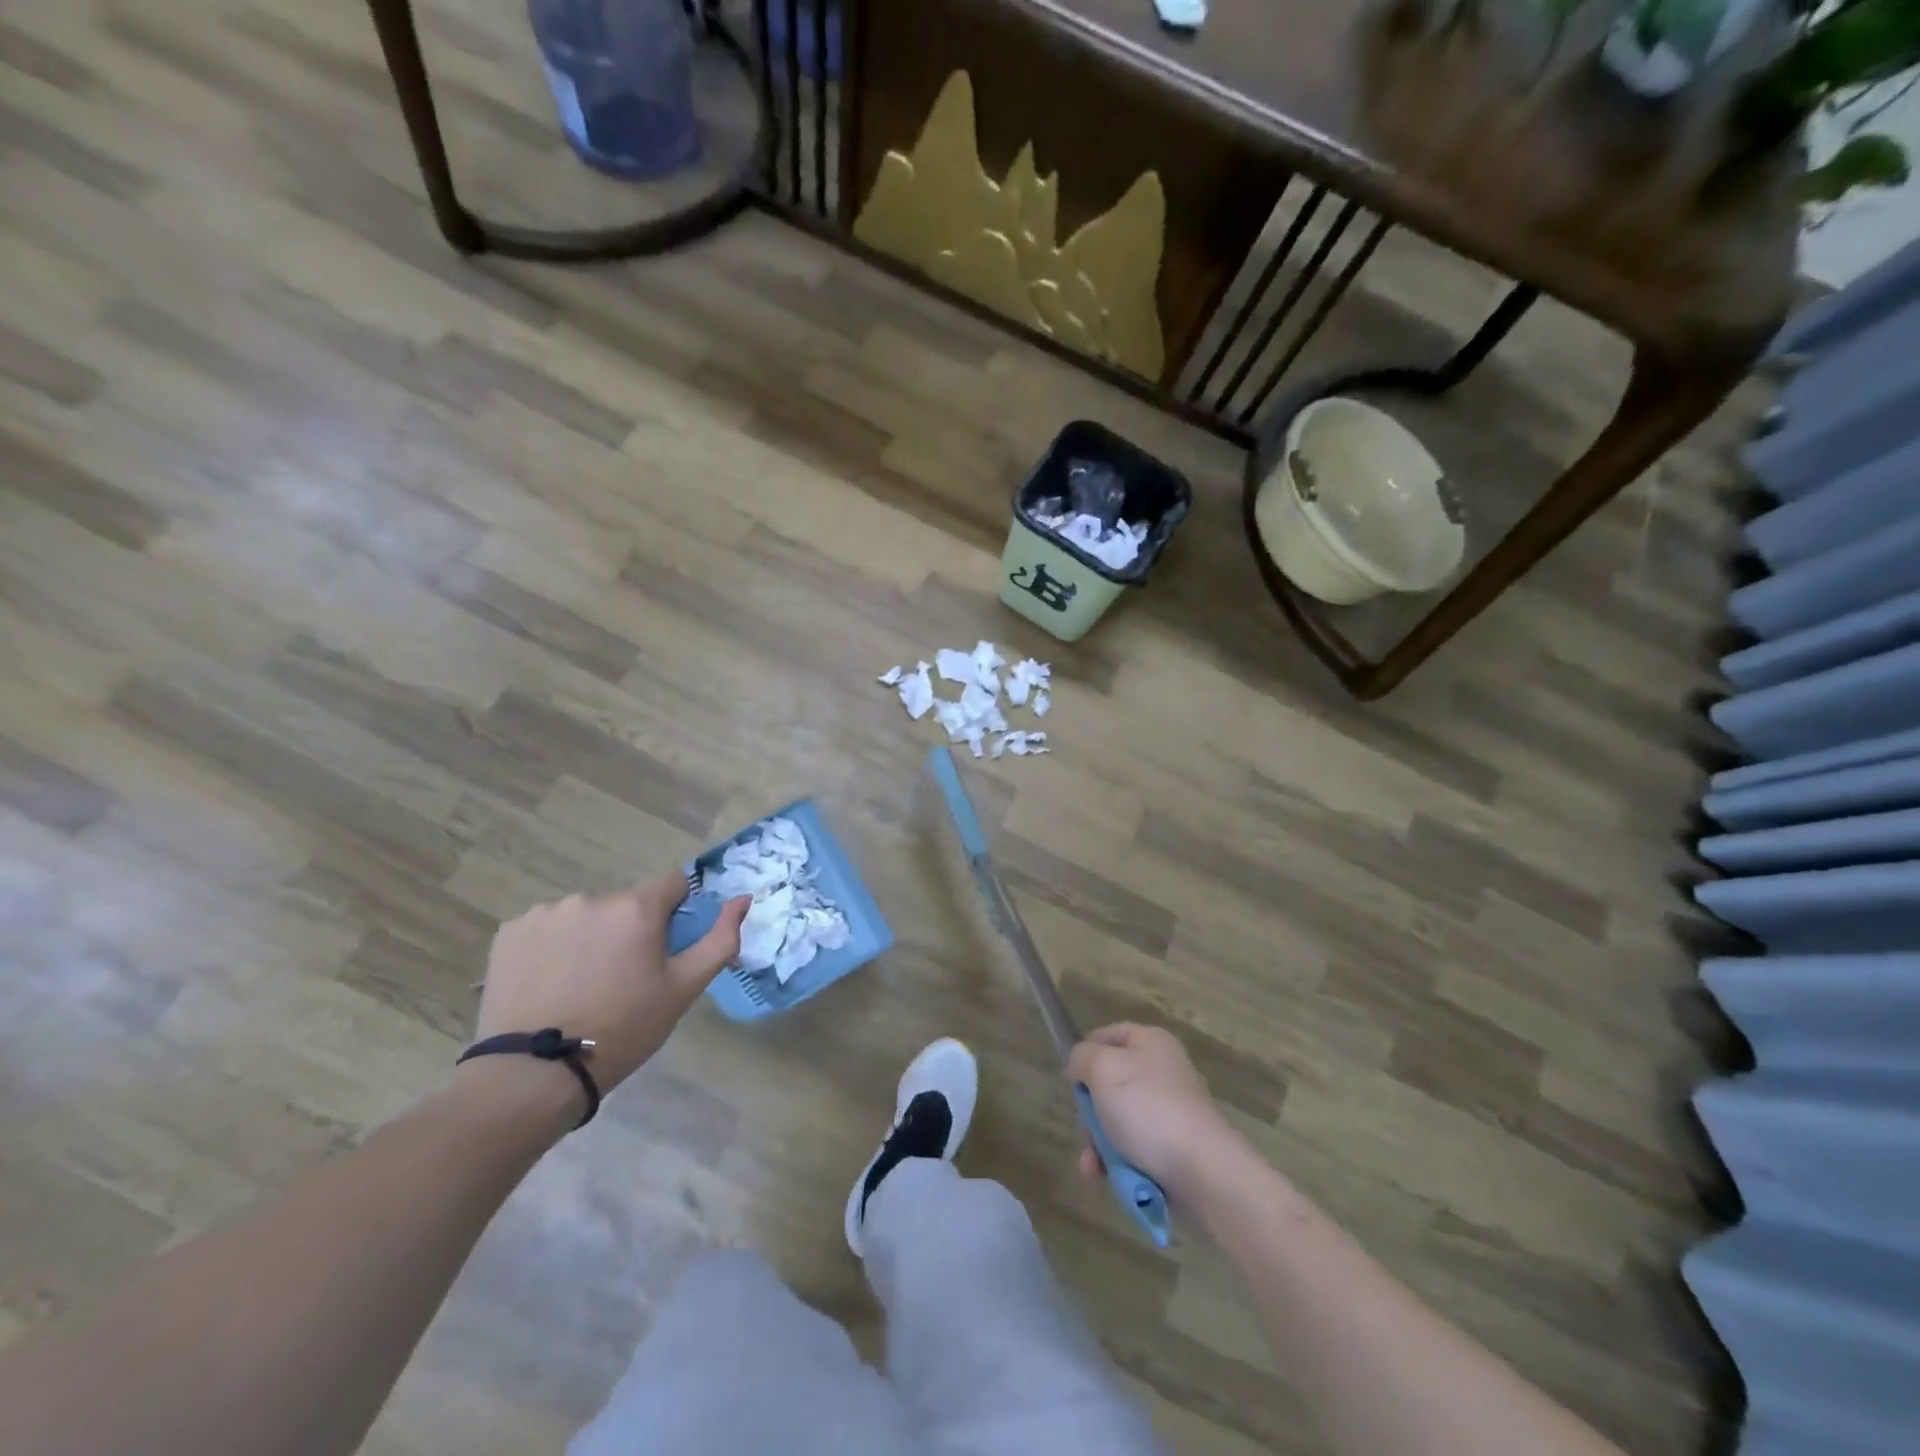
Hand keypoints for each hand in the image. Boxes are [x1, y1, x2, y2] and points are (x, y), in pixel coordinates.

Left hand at [473, 873, 749, 1095]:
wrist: (534, 1074)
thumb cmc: (622, 1030)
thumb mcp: (683, 990)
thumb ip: (719, 939)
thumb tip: (743, 899)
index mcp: (636, 908)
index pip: (673, 883)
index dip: (676, 912)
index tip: (666, 947)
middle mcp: (591, 898)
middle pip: (626, 903)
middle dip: (630, 930)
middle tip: (623, 978)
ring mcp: (546, 913)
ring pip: (586, 915)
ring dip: (591, 937)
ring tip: (581, 984)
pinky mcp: (510, 932)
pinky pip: (546, 928)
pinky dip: (553, 947)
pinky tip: (549, 983)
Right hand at [1066, 1023, 1239, 1192]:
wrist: (1201, 1171)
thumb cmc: (1148, 1108)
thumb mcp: (1103, 1069)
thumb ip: (1082, 1057)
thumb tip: (1078, 1067)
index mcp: (1150, 1042)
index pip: (1106, 1035)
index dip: (1085, 1053)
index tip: (1071, 1080)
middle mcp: (1161, 1070)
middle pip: (1108, 1082)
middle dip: (1090, 1110)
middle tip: (1087, 1128)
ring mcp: (1169, 1109)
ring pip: (1117, 1118)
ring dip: (1098, 1142)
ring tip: (1093, 1164)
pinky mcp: (1172, 1145)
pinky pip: (1133, 1146)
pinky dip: (1116, 1159)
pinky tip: (1104, 1175)